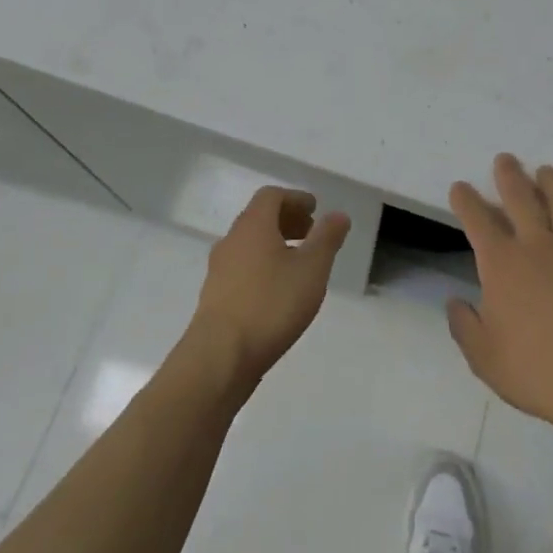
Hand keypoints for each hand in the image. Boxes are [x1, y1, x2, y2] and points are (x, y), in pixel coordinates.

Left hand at [190, 186, 351, 386]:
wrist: (219, 356)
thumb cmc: (270, 304)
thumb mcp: (311, 269)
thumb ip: (327, 239)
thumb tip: (338, 214)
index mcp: (253, 225)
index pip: (271, 196)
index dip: (295, 198)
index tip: (314, 209)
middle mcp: (231, 240)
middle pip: (258, 218)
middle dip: (286, 220)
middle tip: (310, 233)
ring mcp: (218, 269)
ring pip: (249, 244)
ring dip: (273, 244)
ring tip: (297, 264)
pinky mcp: (214, 296)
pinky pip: (241, 267)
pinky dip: (261, 266)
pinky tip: (276, 291)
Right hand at [447, 155, 552, 436]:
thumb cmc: (533, 369)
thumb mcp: (482, 356)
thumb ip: (464, 326)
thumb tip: (456, 302)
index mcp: (501, 263)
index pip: (478, 219)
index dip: (466, 200)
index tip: (460, 187)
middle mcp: (534, 246)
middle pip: (520, 198)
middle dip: (509, 175)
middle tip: (505, 159)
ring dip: (550, 183)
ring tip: (545, 170)